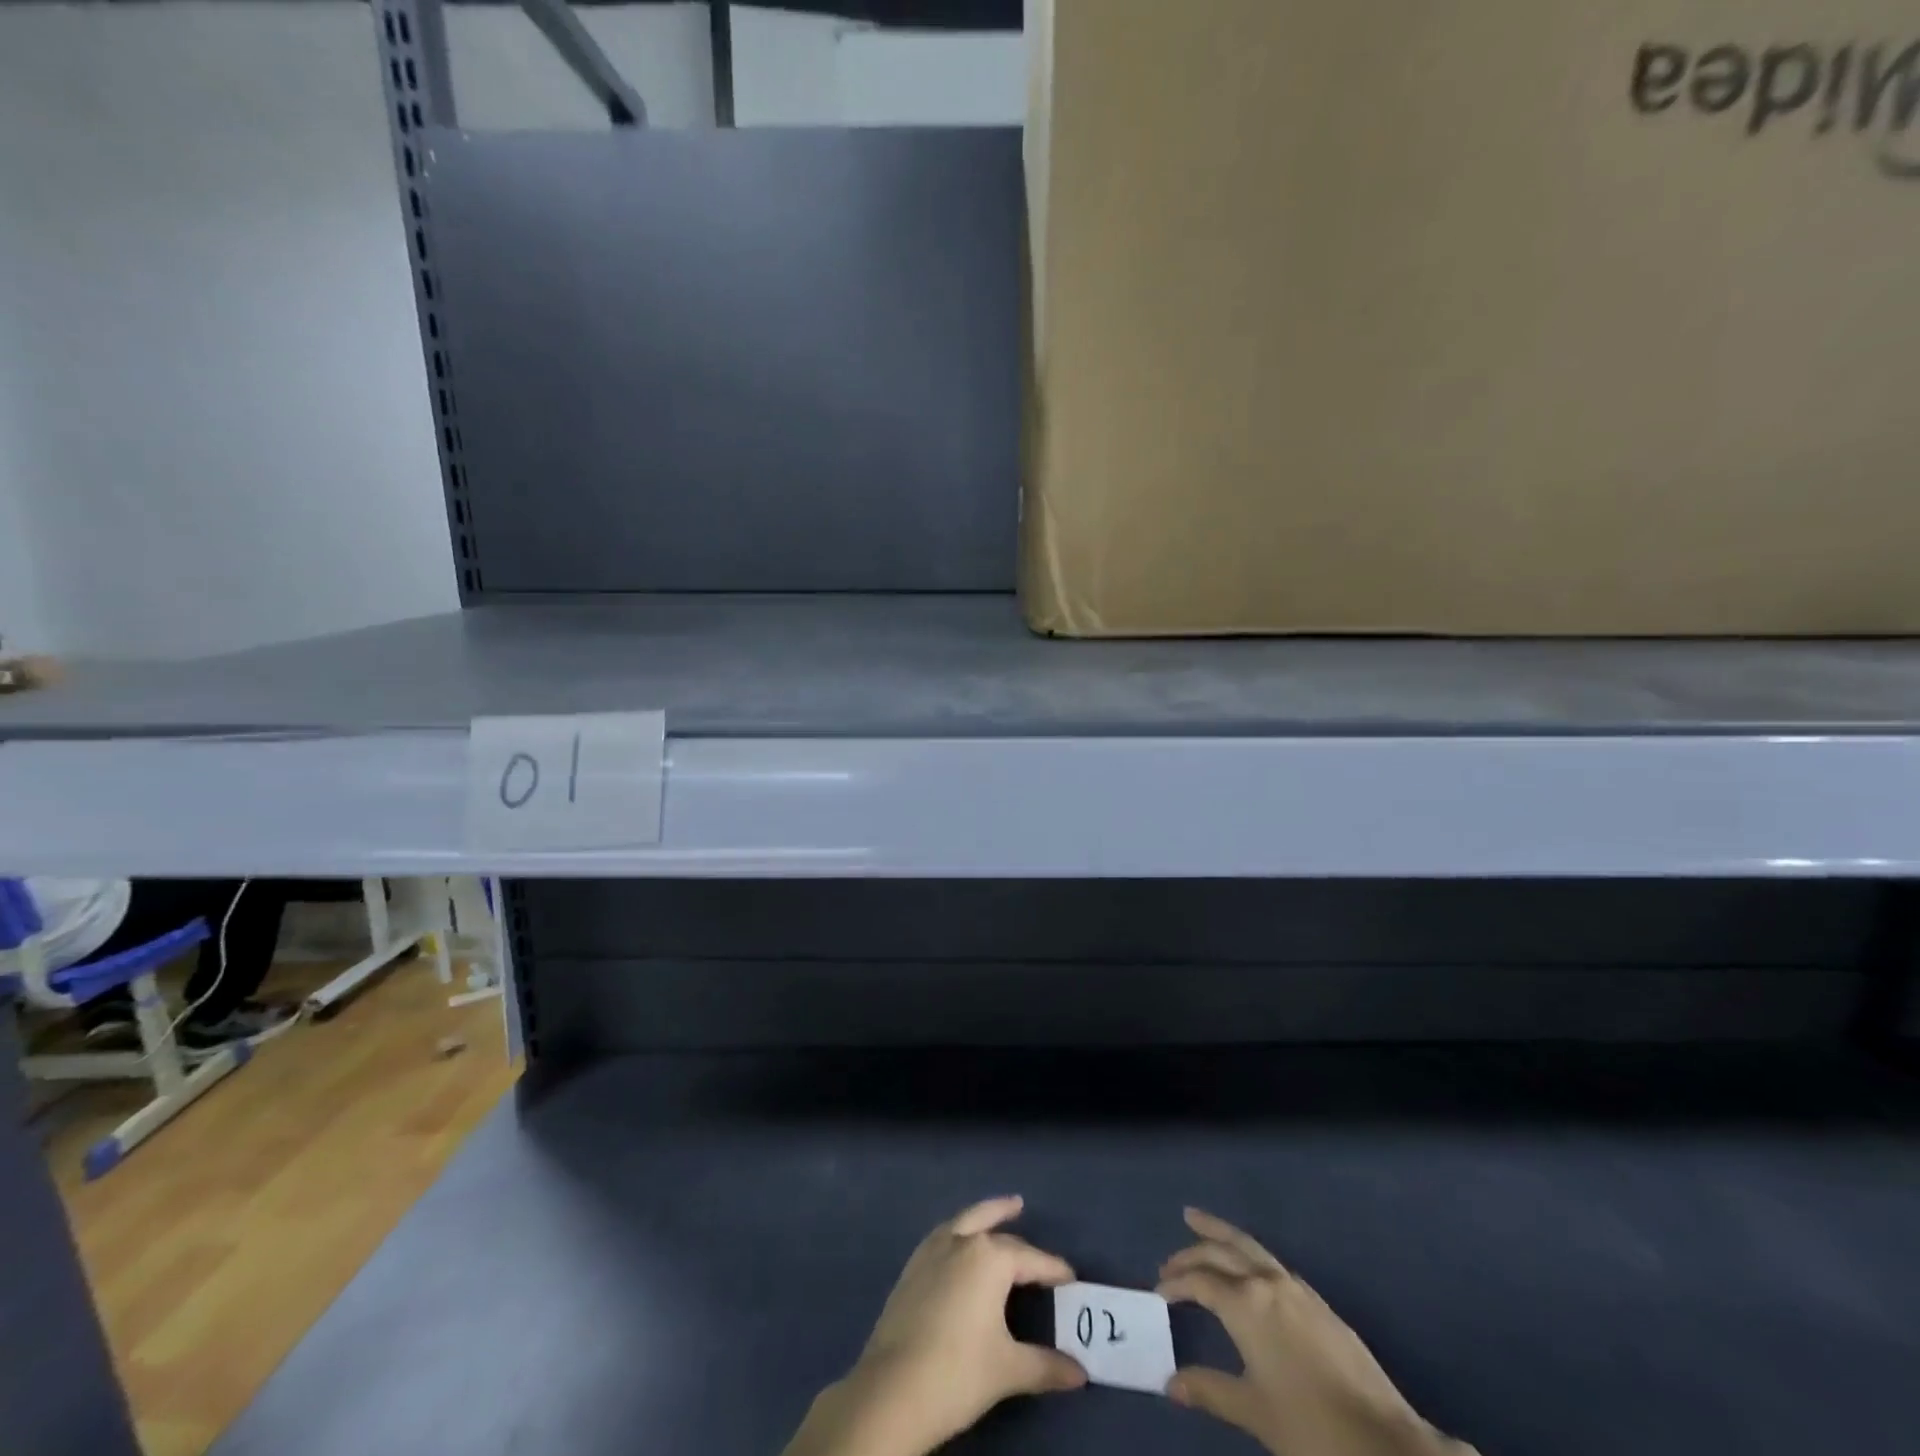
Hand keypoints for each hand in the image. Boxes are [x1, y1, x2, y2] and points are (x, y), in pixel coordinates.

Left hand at [784, 1196, 1086, 1455]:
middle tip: (1022, 1208)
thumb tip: (1080, 1373)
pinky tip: (958, 1245)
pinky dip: (957, 1231)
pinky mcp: (911, 1269)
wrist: (892, 1390)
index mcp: (989, 1258)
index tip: (1070, 1276)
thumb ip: (1046, 1366)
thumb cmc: (957, 1372)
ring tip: (994, 1212)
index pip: (1030, 1258)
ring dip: (980, 1214)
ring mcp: (931, 1252)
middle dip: (1011, 1225)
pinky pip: (942, 1236)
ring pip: (962, 1221)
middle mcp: (960, 1242)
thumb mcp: (1008, 1369)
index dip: (1052, 1268)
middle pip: (992, 1227)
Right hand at [1158, 1209, 1465, 1455]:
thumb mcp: (1254, 1412)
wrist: (1387, 1445)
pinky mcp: (1320, 1304)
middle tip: (1169, 1260)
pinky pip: (1273, 1264)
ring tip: (1198, 1223)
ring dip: (1221, 1236)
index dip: (1176, 1284)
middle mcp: (1268, 1283)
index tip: (1159, 1293)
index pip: (1200, 1281)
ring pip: (1250, 1246)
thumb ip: (1209, 1390)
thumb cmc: (1311, 1429)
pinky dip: (1249, 1256)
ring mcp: (1297, 1289)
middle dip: (1193, 1251)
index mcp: (1246, 1303)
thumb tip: (1170, 1384)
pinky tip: (1249, 1271)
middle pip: (1222, 1250)